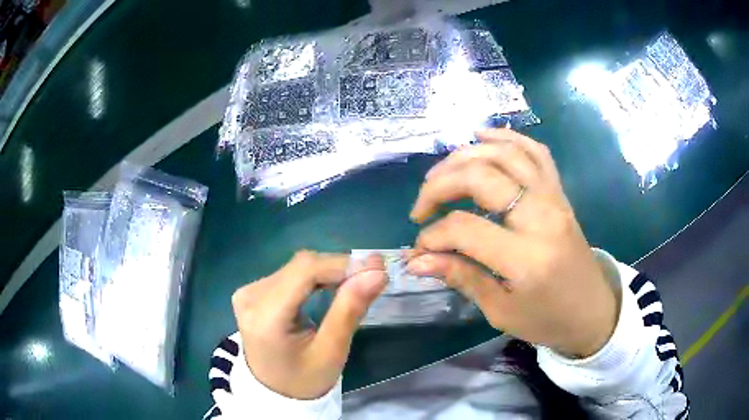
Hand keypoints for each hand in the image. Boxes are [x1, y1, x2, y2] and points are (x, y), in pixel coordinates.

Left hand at [231, 251, 386, 398]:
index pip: (304, 272)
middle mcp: (250, 296)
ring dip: (328, 272)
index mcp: (264, 316)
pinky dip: (314, 278)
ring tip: (355, 283)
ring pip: (296, 267)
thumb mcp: (332, 352)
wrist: (275, 394)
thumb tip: (376, 272)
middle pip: (300, 266)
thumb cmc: (305, 380)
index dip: (342, 264)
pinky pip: (288, 275)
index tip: (377, 268)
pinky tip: (331, 286)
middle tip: (371, 277)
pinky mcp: (252, 293)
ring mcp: (248, 292)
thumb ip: (350, 309)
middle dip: (338, 268)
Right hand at [408, 129, 618, 357]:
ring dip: (466, 155)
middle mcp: (542, 217)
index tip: (420, 250)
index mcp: (526, 258)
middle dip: (440, 185)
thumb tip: (417, 260)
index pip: (465, 229)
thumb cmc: (547, 320)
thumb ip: (461, 277)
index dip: (433, 236)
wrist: (592, 312)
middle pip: (481, 177)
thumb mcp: (500, 311)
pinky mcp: (560, 193)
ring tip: (441, 172)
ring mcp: (554, 198)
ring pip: (505, 154)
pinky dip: (507, 138)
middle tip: (421, 206)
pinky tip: (483, 137)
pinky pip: (535, 152)